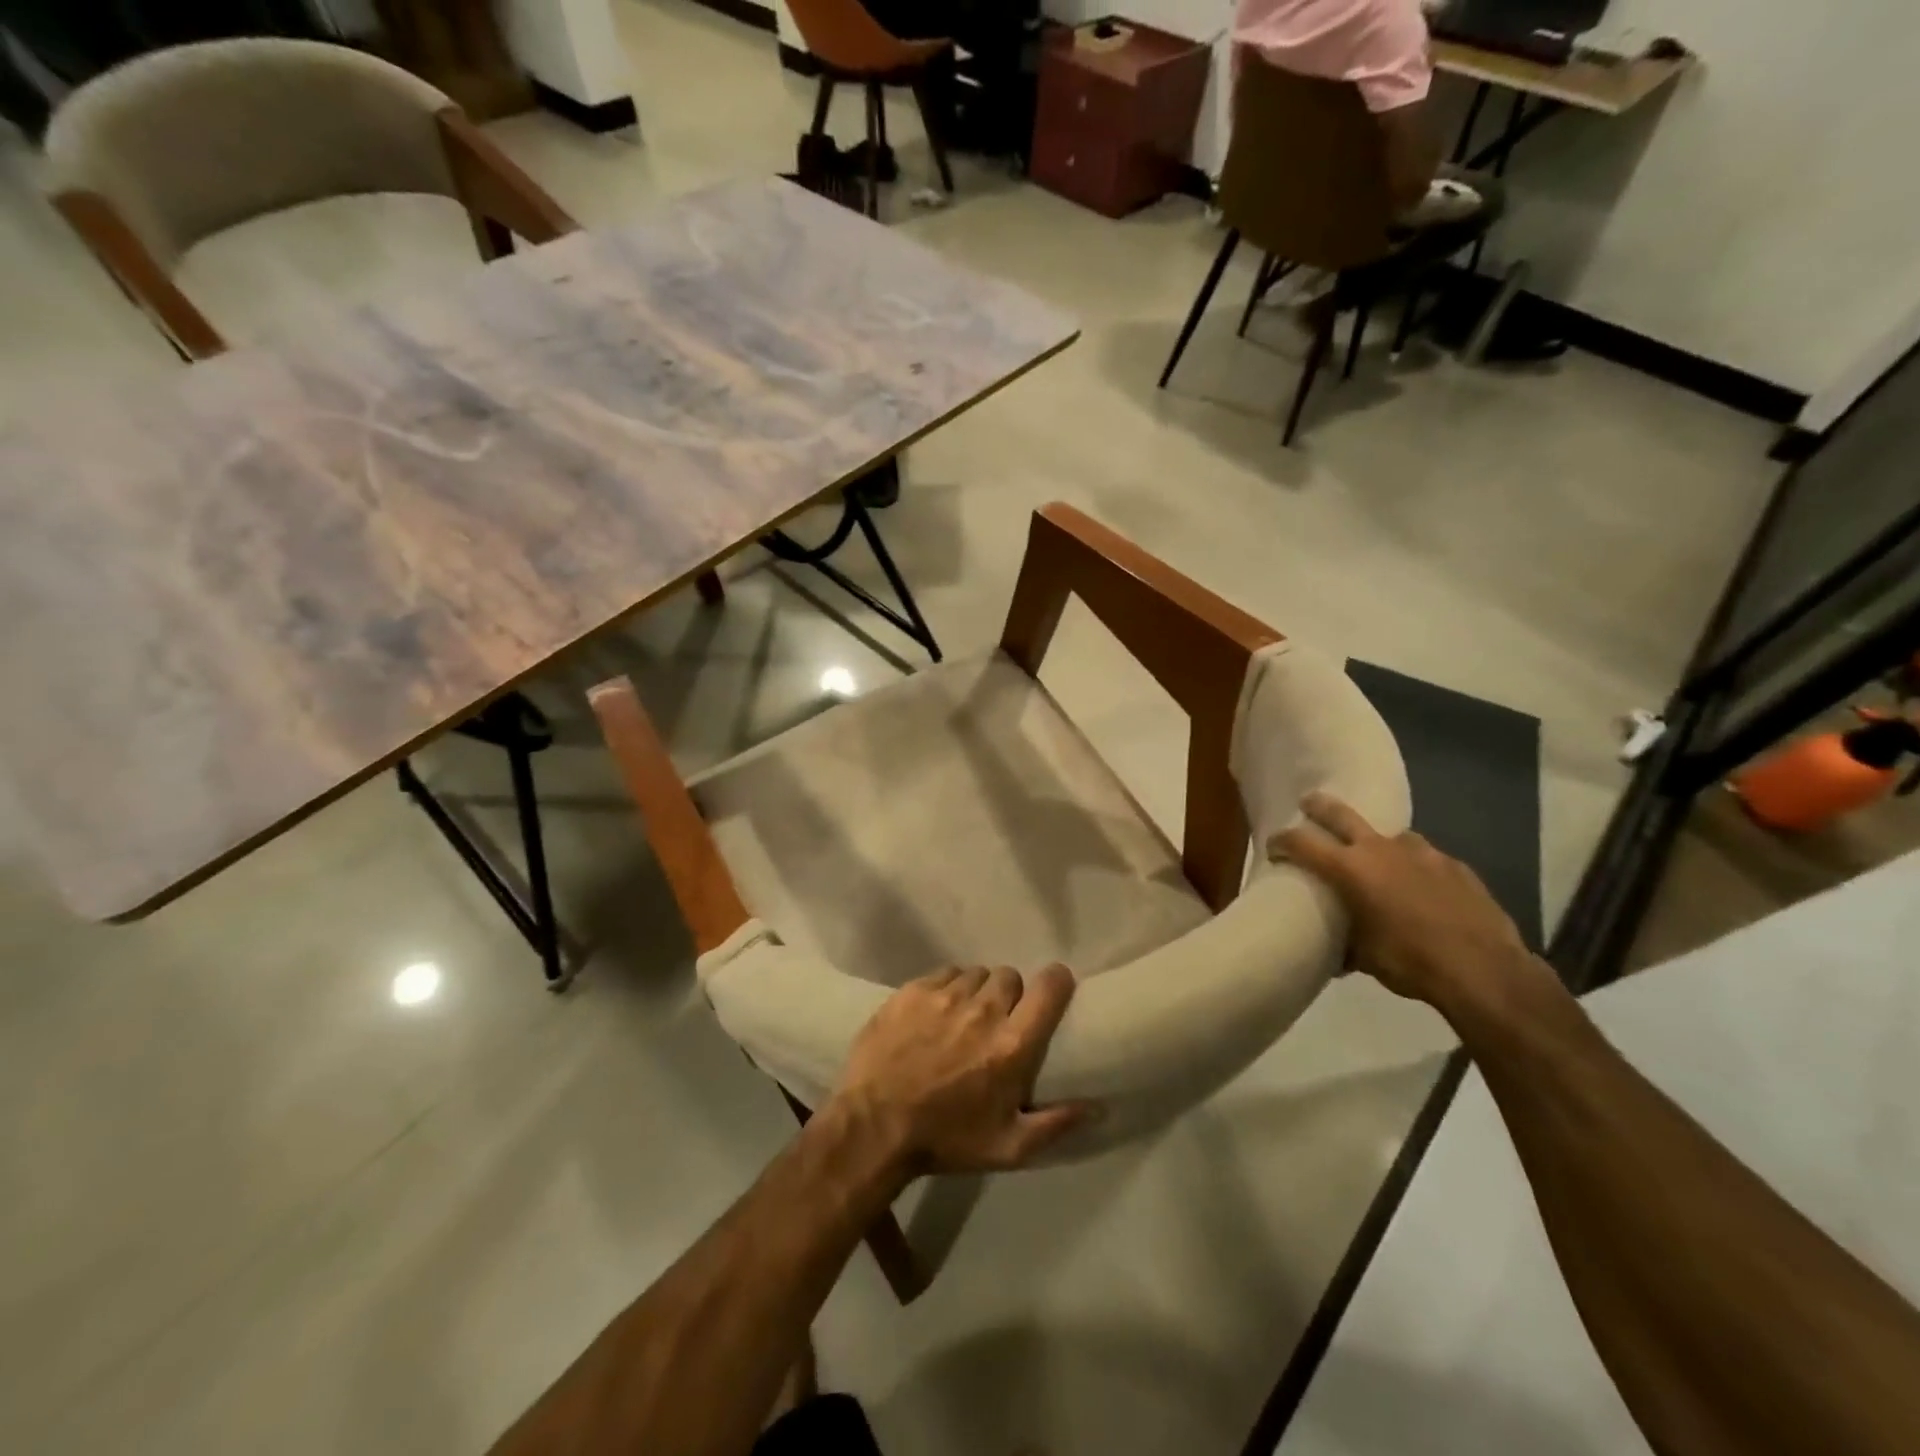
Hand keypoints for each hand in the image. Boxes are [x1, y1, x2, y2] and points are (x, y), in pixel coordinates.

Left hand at [829, 964, 1094, 1175]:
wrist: (874, 1127)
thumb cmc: (946, 1140)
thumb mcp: (1008, 1147)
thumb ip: (1056, 1123)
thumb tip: (1099, 1105)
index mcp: (1013, 1044)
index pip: (1050, 986)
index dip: (1056, 982)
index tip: (1052, 992)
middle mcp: (984, 1009)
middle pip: (1011, 977)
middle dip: (1010, 996)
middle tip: (997, 1023)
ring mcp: (945, 995)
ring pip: (976, 974)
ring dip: (976, 992)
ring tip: (963, 1018)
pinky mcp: (913, 990)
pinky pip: (943, 974)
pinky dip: (946, 989)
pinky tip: (935, 1014)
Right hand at [1270, 792, 1546, 1016]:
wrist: (1485, 970)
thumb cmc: (1410, 962)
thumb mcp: (1365, 958)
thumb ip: (1346, 945)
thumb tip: (1336, 955)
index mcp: (1350, 869)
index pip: (1302, 843)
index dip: (1282, 841)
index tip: (1273, 847)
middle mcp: (1382, 850)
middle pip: (1341, 814)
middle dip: (1319, 807)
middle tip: (1308, 804)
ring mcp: (1422, 853)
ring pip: (1390, 836)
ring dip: (1378, 844)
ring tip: (1380, 862)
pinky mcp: (1454, 866)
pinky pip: (1425, 859)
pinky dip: (1415, 868)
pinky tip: (1423, 890)